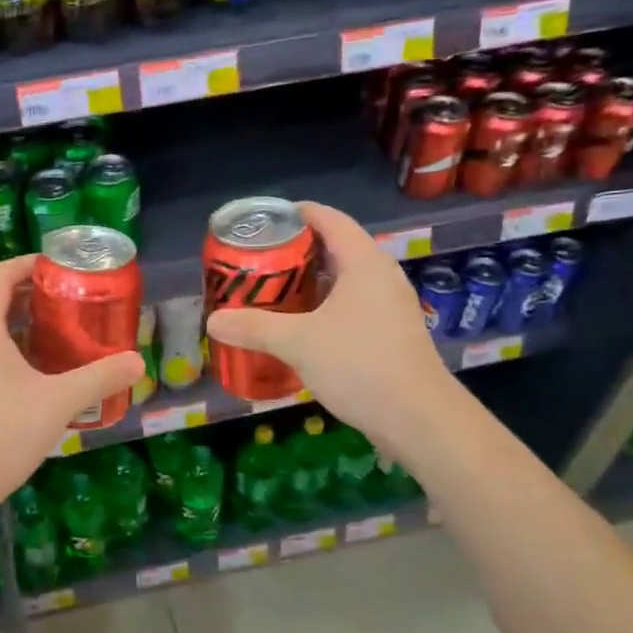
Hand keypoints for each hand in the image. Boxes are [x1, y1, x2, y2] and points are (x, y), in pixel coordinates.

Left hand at [0, 255, 143, 517]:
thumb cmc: (0, 433)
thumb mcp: (58, 402)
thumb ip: (99, 378)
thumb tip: (137, 362)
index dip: (28, 264)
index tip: (59, 266)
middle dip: (33, 298)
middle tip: (72, 303)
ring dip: (23, 329)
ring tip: (62, 338)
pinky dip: (10, 354)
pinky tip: (39, 378)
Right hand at [206, 201, 445, 447]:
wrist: (418, 418)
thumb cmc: (360, 364)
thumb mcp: (299, 342)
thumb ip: (254, 327)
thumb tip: (214, 321)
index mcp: (364, 263)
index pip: (330, 219)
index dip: (297, 213)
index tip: (265, 220)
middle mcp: (381, 277)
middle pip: (336, 248)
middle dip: (297, 252)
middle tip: (259, 261)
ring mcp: (389, 307)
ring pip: (344, 281)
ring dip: (310, 284)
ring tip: (272, 292)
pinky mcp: (390, 335)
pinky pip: (351, 307)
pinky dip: (323, 308)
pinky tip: (300, 328)